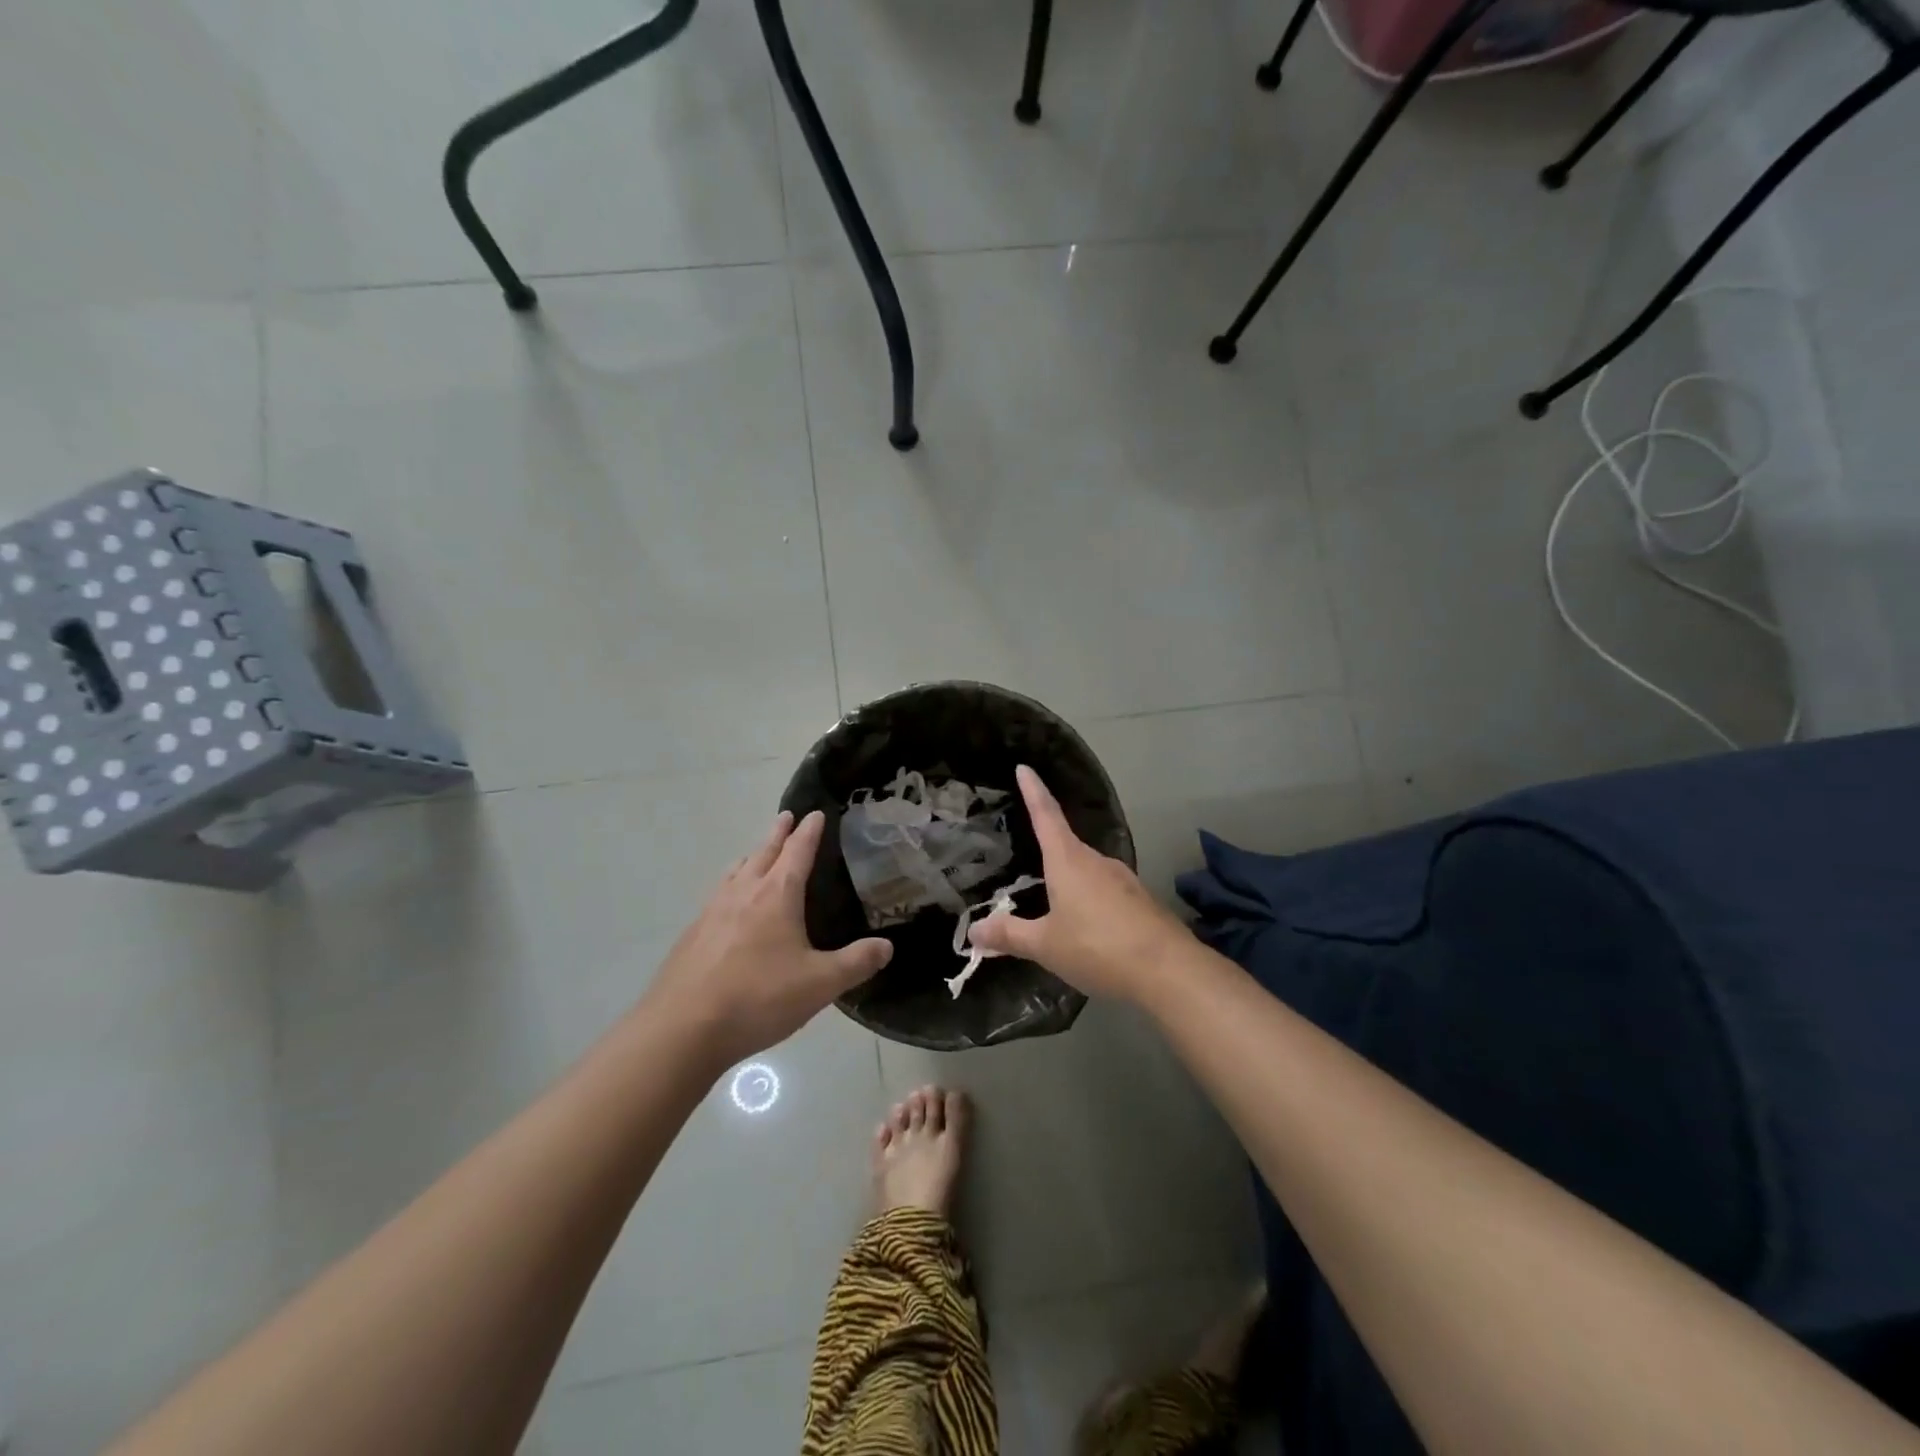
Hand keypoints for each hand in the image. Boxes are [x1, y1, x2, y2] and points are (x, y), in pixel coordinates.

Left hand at [645, 811, 892, 1068]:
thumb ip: (856, 963)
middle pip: (763, 853)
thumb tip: (887, 946)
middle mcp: (743, 893)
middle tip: (786, 816)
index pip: (798, 852)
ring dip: (751, 856)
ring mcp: (712, 912)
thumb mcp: (820, 984)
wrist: (683, 1028)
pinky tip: (728, 905)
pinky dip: (731, 884)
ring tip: (756, 853)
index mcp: (776, 895)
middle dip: (778, 834)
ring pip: (735, 872)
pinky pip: (717, 895)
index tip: (816, 813)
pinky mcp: (692, 935)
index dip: (809, 831)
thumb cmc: (758, 998)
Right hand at [966, 766, 1186, 1001]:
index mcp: (1069, 861)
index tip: (1024, 768)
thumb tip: (974, 929)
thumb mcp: (1045, 945)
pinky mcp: (1140, 901)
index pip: (1046, 815)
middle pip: (1066, 845)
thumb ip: (1010, 935)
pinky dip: (1089, 901)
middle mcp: (1097, 861)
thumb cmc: (1097, 947)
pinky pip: (1105, 893)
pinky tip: (1086, 927)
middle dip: (1047, 849)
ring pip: (1087, 872)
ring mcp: (1123, 880)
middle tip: (1028, 856)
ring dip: (1069, 881)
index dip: (1033, 791)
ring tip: (1053, 904)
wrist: (1168, 970)